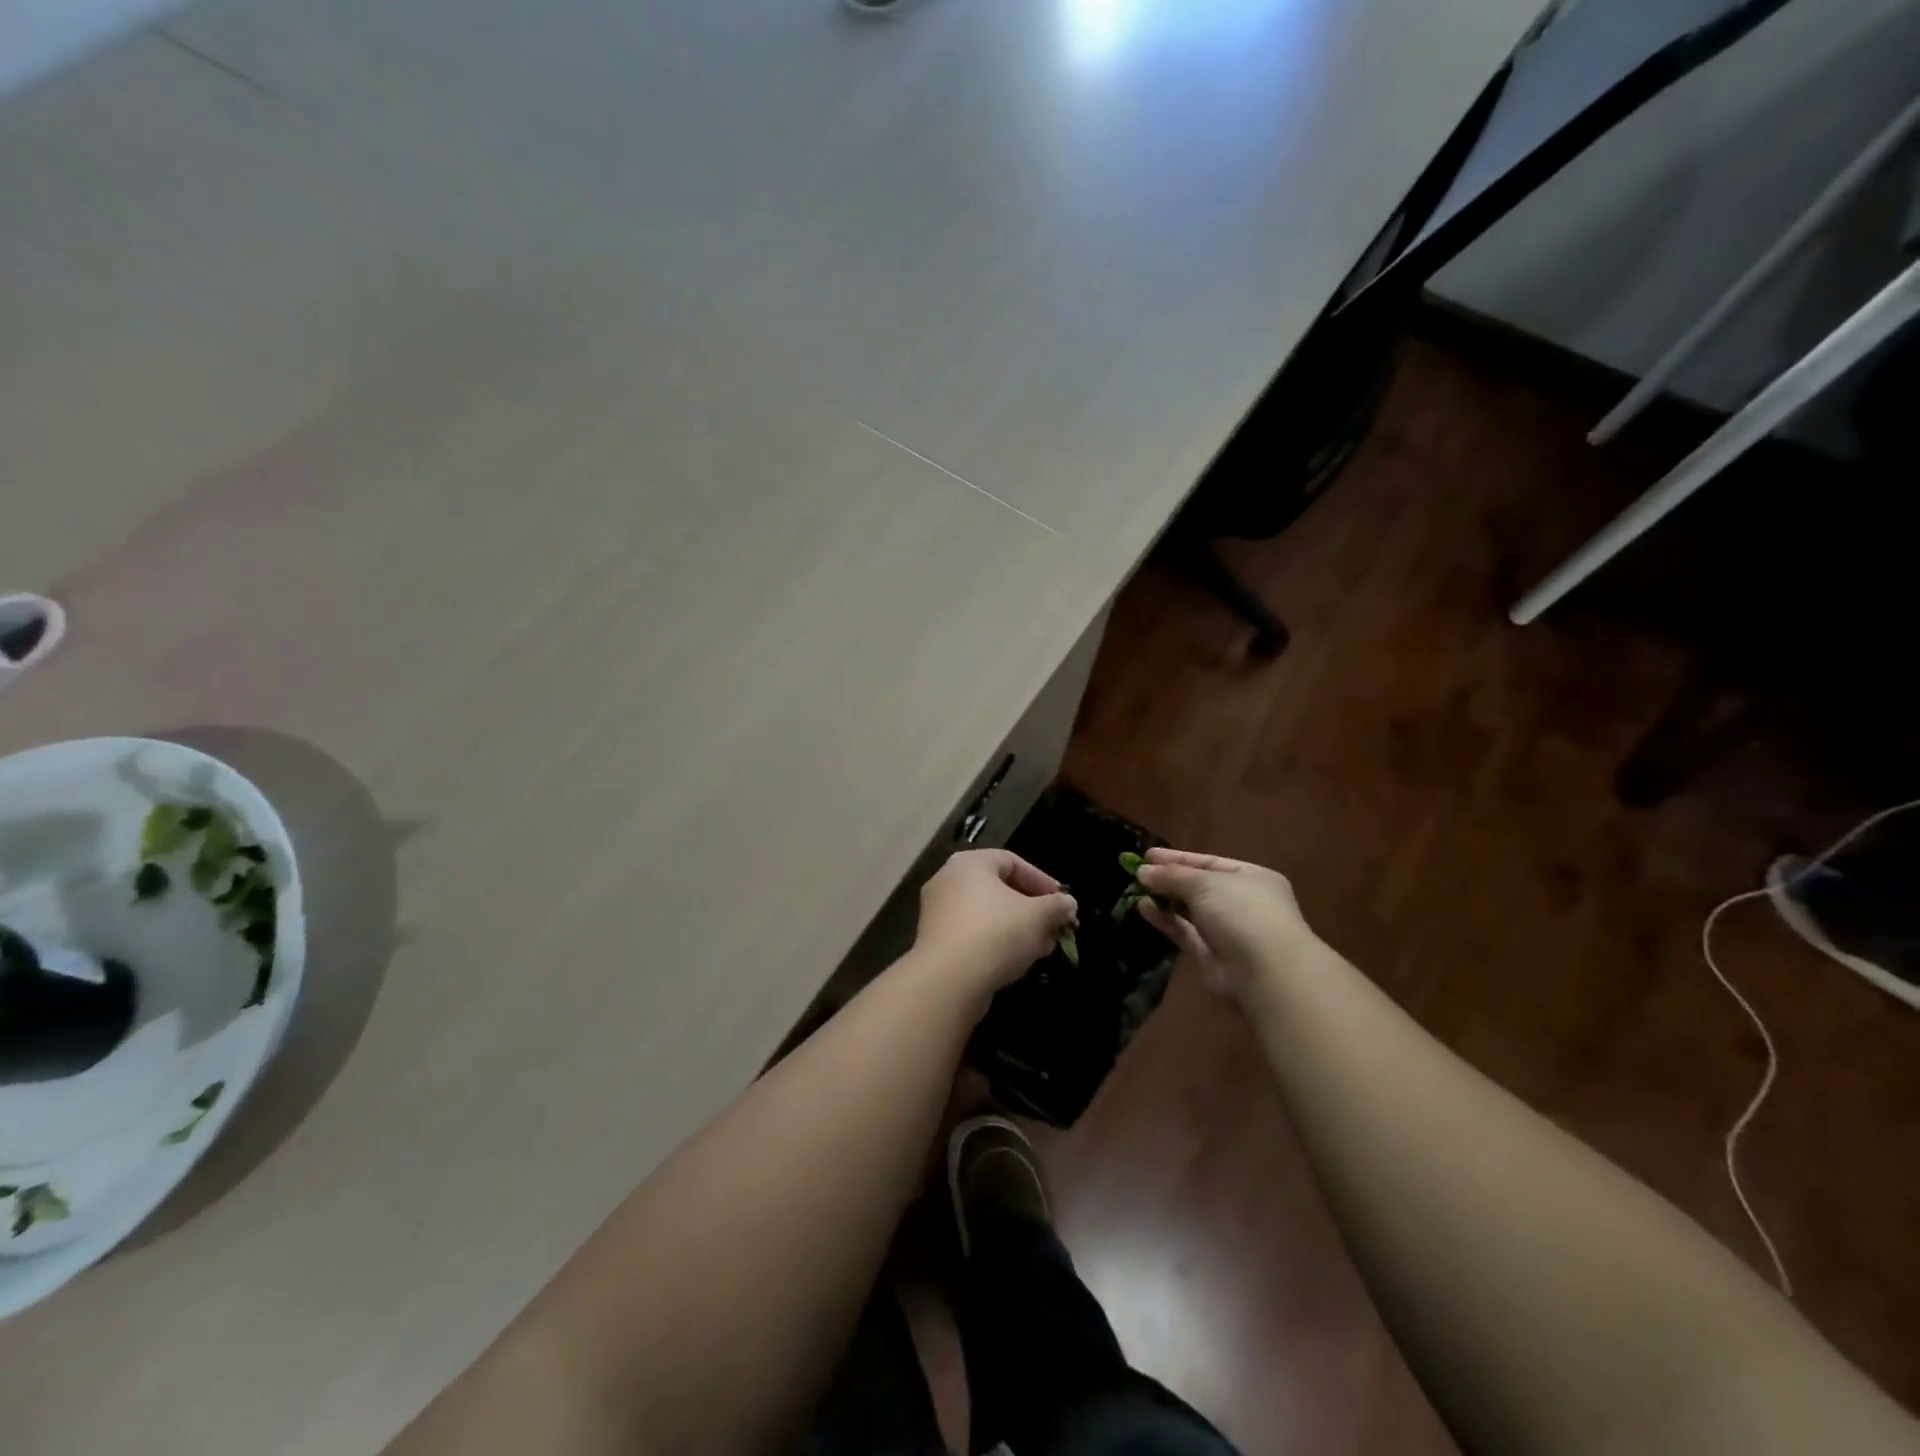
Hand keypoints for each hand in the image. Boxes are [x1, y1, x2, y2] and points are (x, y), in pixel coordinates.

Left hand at [914, 849, 1076, 990]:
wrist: (948, 980)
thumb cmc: (996, 933)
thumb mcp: (1038, 916)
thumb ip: (1057, 905)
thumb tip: (1068, 904)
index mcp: (970, 863)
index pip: (1013, 862)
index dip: (1042, 881)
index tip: (1063, 902)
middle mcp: (948, 880)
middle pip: (1000, 888)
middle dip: (1033, 909)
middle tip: (1055, 927)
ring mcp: (938, 912)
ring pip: (988, 914)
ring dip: (1019, 928)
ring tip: (1043, 947)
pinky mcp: (936, 941)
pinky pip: (973, 934)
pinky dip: (997, 942)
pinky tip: (1018, 961)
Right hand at [1135, 848, 1314, 999]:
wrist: (1264, 971)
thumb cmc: (1242, 912)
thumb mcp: (1205, 883)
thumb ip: (1172, 875)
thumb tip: (1143, 871)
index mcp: (1252, 878)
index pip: (1209, 862)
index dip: (1178, 858)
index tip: (1148, 855)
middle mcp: (1241, 902)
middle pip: (1198, 886)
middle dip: (1169, 879)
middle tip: (1138, 872)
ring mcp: (1227, 930)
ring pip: (1189, 910)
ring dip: (1164, 899)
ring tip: (1136, 888)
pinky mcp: (1210, 954)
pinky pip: (1183, 931)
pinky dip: (1165, 919)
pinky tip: (1144, 908)